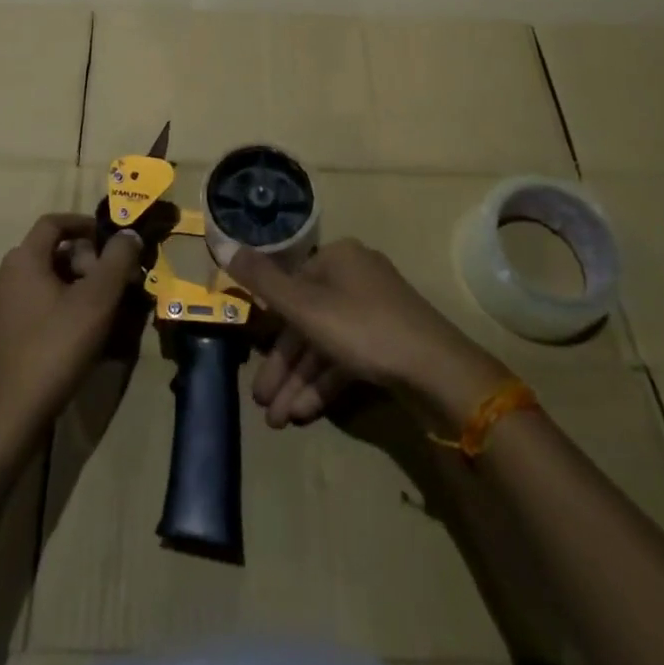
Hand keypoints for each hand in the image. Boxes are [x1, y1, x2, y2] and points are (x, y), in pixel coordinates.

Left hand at [0, 214, 144, 446]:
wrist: (7, 417)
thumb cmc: (54, 348)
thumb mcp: (96, 300)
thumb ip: (117, 260)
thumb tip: (129, 233)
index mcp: (23, 259)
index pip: (54, 222)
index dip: (85, 224)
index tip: (112, 241)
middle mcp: (5, 276)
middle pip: (51, 252)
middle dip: (85, 261)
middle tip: (112, 284)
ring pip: (44, 281)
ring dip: (75, 286)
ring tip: (102, 311)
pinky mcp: (0, 337)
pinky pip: (35, 307)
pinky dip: (60, 308)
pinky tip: (79, 336)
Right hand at [229, 238, 512, 430]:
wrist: (438, 371)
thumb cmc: (364, 328)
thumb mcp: (305, 306)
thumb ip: (263, 280)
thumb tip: (225, 244)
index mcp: (337, 258)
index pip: (291, 287)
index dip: (268, 327)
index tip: (253, 361)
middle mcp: (356, 277)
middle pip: (307, 320)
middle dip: (283, 366)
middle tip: (262, 405)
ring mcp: (377, 311)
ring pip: (326, 344)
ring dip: (300, 381)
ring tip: (279, 420)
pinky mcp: (390, 343)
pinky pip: (347, 358)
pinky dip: (326, 383)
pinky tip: (305, 413)